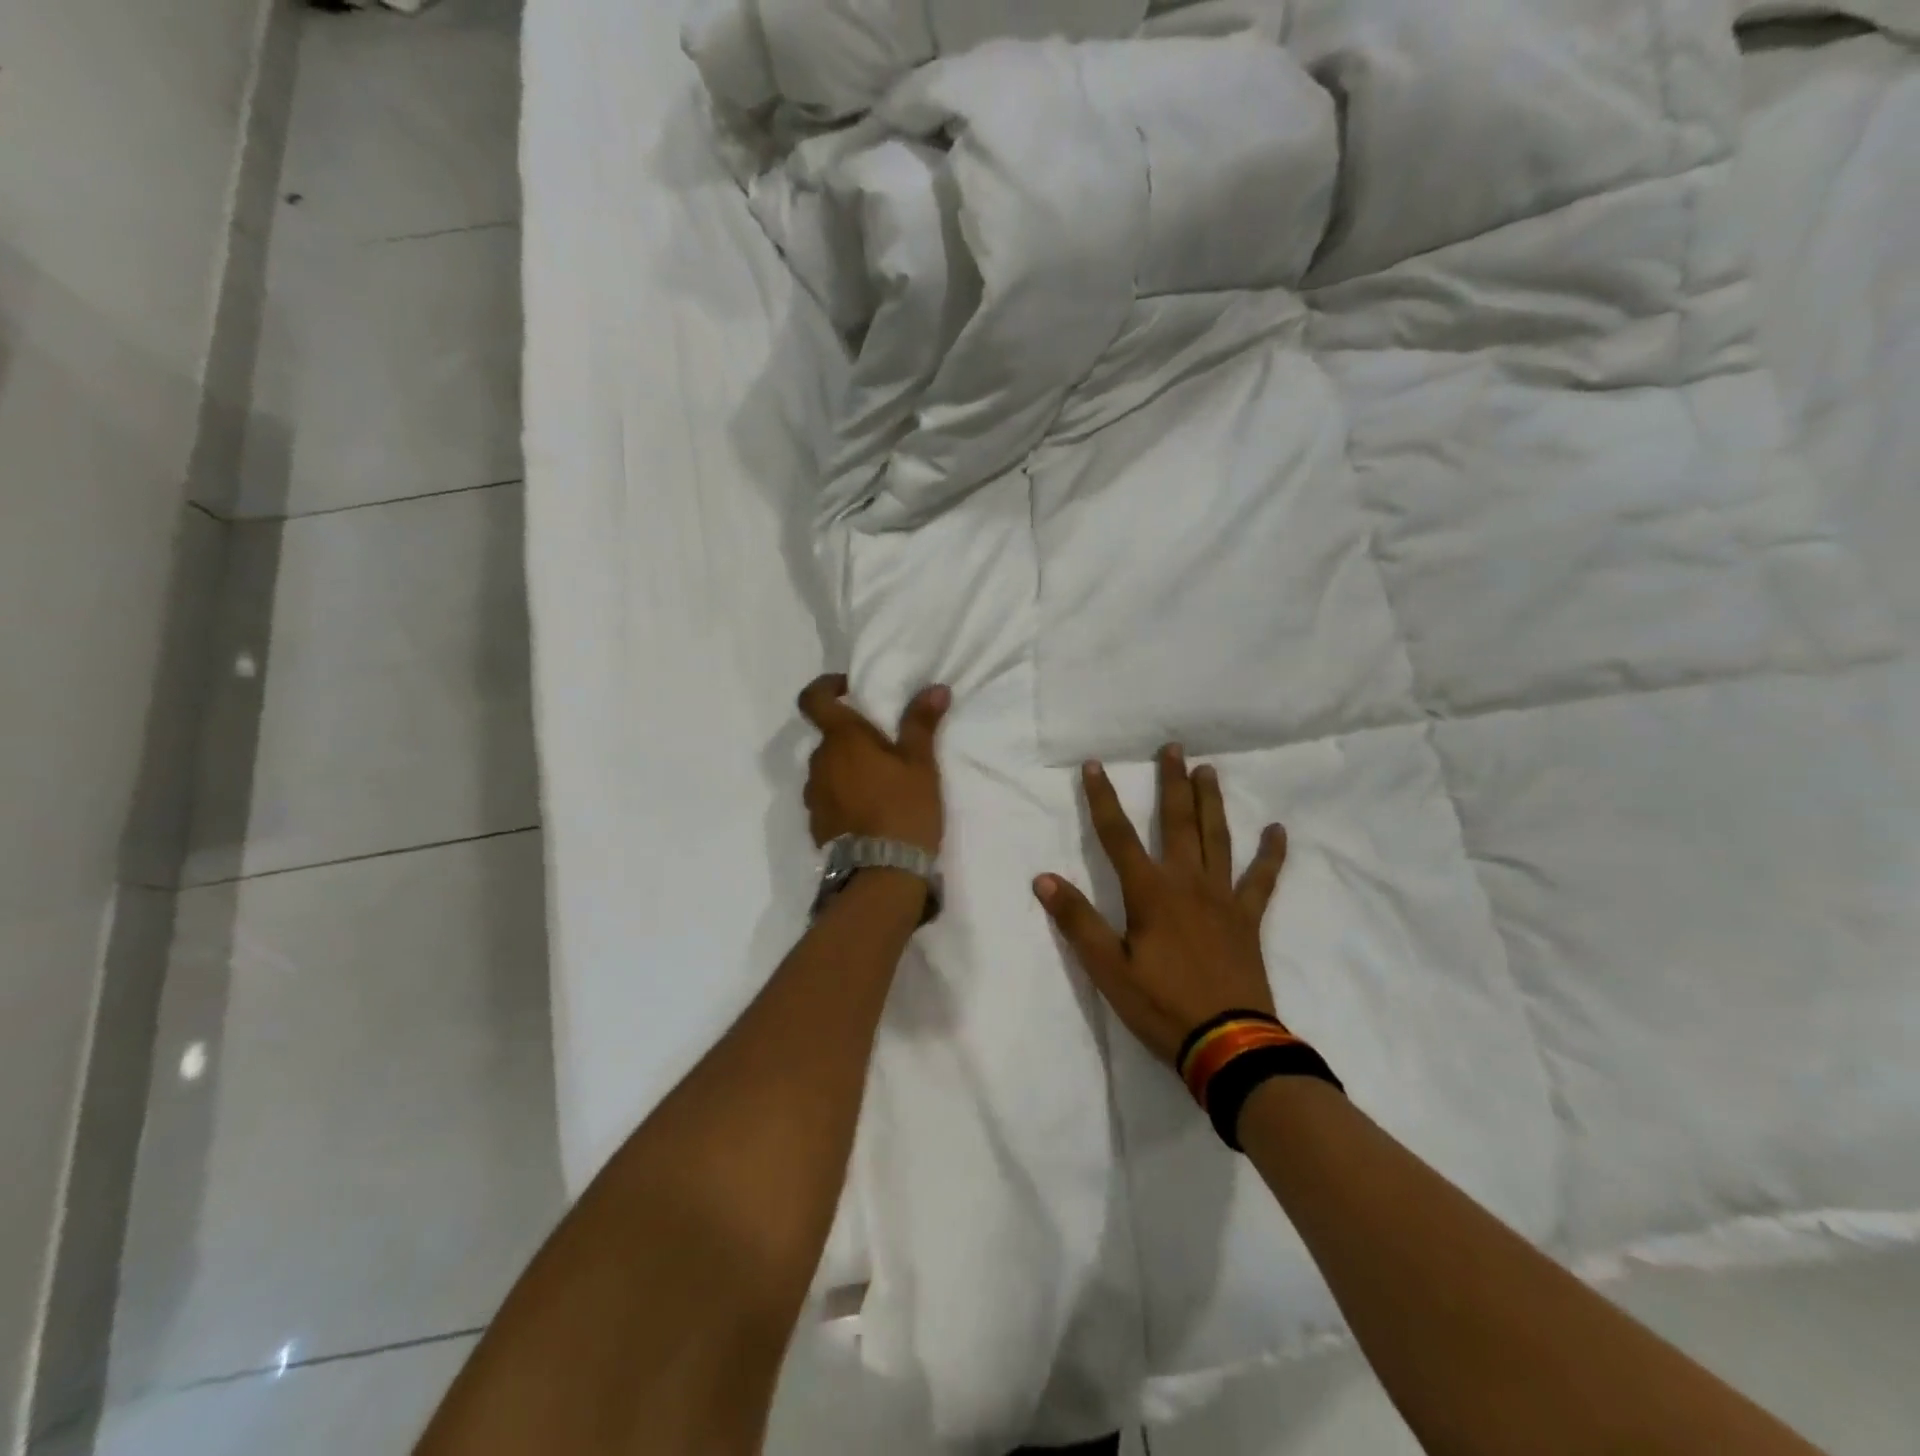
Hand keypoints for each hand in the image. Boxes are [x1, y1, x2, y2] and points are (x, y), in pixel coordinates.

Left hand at [797, 674, 949, 854]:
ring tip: (880, 784)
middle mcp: (819, 762)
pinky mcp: (816, 823)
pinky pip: (827, 796)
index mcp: (841, 739)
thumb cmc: (904, 808)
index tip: (848, 688)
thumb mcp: (920, 764)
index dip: (825, 687)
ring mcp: (814, 795)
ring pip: (828, 768)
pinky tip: (869, 811)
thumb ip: (921, 723)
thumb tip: (935, 688)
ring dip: (847, 768)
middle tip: (885, 749)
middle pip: (828, 737)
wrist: (882, 872)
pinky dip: (843, 795)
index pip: (813, 699)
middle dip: (851, 737)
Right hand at [1034, 745, 1288, 1065]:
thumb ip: (1077, 920)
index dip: (1103, 799)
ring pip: (1217, 838)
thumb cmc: (1161, 1005)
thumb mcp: (1107, 968)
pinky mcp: (1247, 918)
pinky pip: (1262, 880)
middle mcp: (1187, 882)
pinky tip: (1277, 831)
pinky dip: (1270, 854)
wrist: (1228, 1044)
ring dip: (1210, 802)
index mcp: (1149, 892)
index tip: (1094, 766)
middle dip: (1172, 783)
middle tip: (1174, 748)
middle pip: (1177, 822)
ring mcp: (1222, 898)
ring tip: (1209, 771)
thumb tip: (1043, 878)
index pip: (1117, 835)